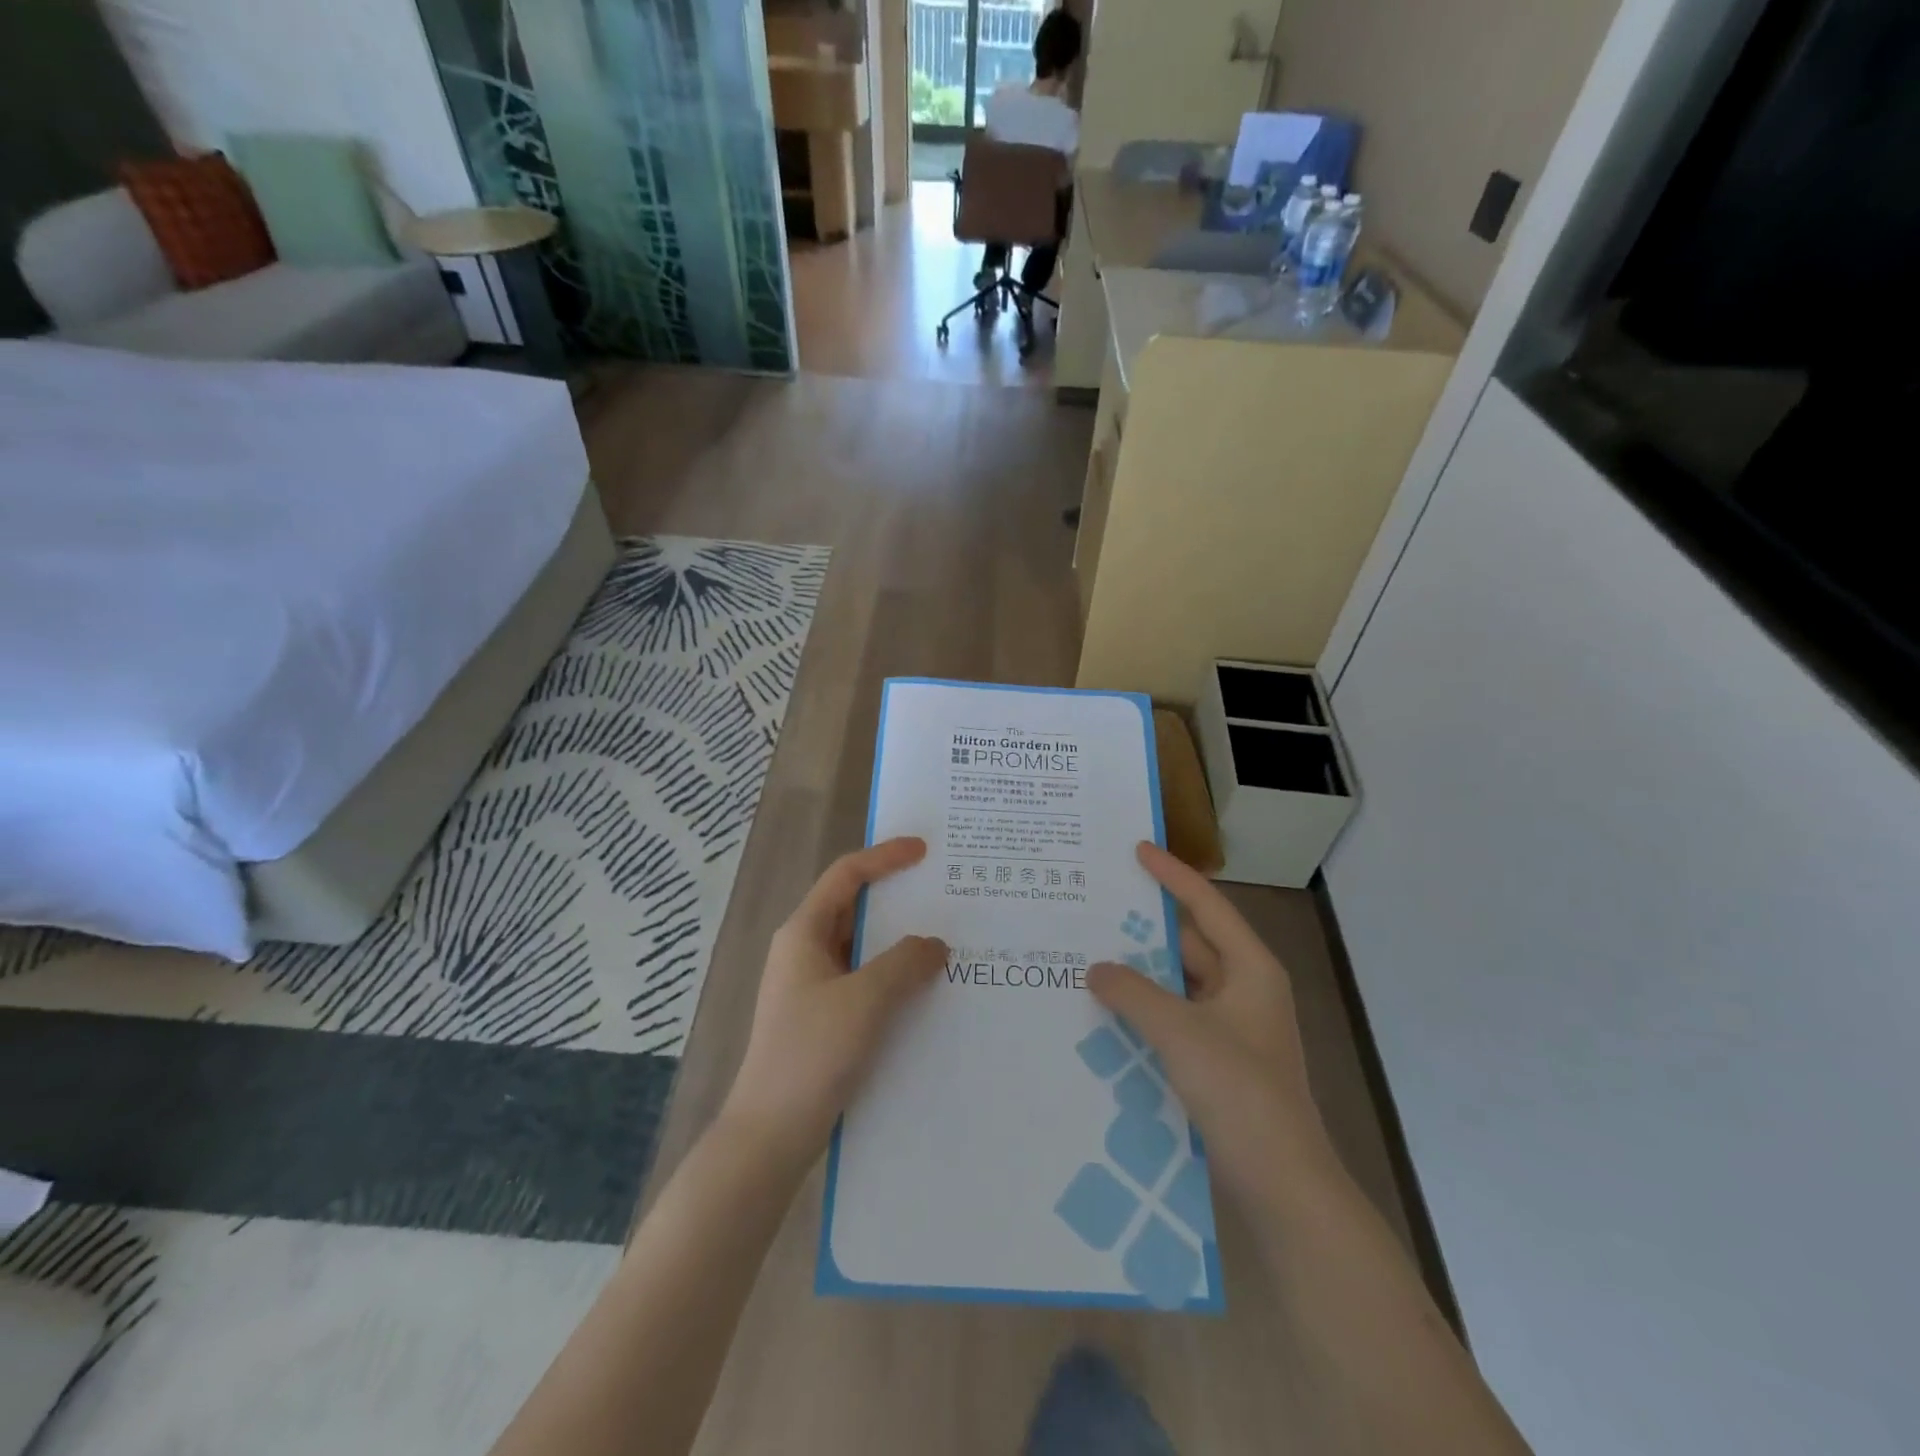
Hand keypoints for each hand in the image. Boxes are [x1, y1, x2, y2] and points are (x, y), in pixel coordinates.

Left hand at [720, 838, 946, 1169]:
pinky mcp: (823, 1018)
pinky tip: (926, 990)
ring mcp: (812, 986)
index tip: (924, 850)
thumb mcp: (865, 1001)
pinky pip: (864, 981)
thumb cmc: (811, 1054)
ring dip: (899, 942)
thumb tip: (935, 943)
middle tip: (944, 894)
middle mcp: (805, 951)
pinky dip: (894, 976)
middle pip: (854, 908)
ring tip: (946, 939)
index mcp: (804, 933)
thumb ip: (904, 963)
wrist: (770, 1134)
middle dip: (898, 898)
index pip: (846, 875)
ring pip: (862, 948)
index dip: (885, 857)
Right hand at [1088, 842, 1328, 1210]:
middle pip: (1191, 942)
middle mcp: (1244, 990)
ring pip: (1180, 983)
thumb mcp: (1180, 1032)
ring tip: (1092, 952)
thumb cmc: (1239, 1091)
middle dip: (1147, 926)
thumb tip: (1097, 968)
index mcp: (1251, 969)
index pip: (1206, 906)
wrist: (1281, 1183)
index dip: (1172, 874)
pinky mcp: (1219, 1060)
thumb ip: (1133, 992)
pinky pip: (1175, 1016)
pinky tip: (1109, 1009)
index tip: (1137, 849)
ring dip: (1142, 971)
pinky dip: (1146, 1007)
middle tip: (1098, 905)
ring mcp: (1233, 1027)